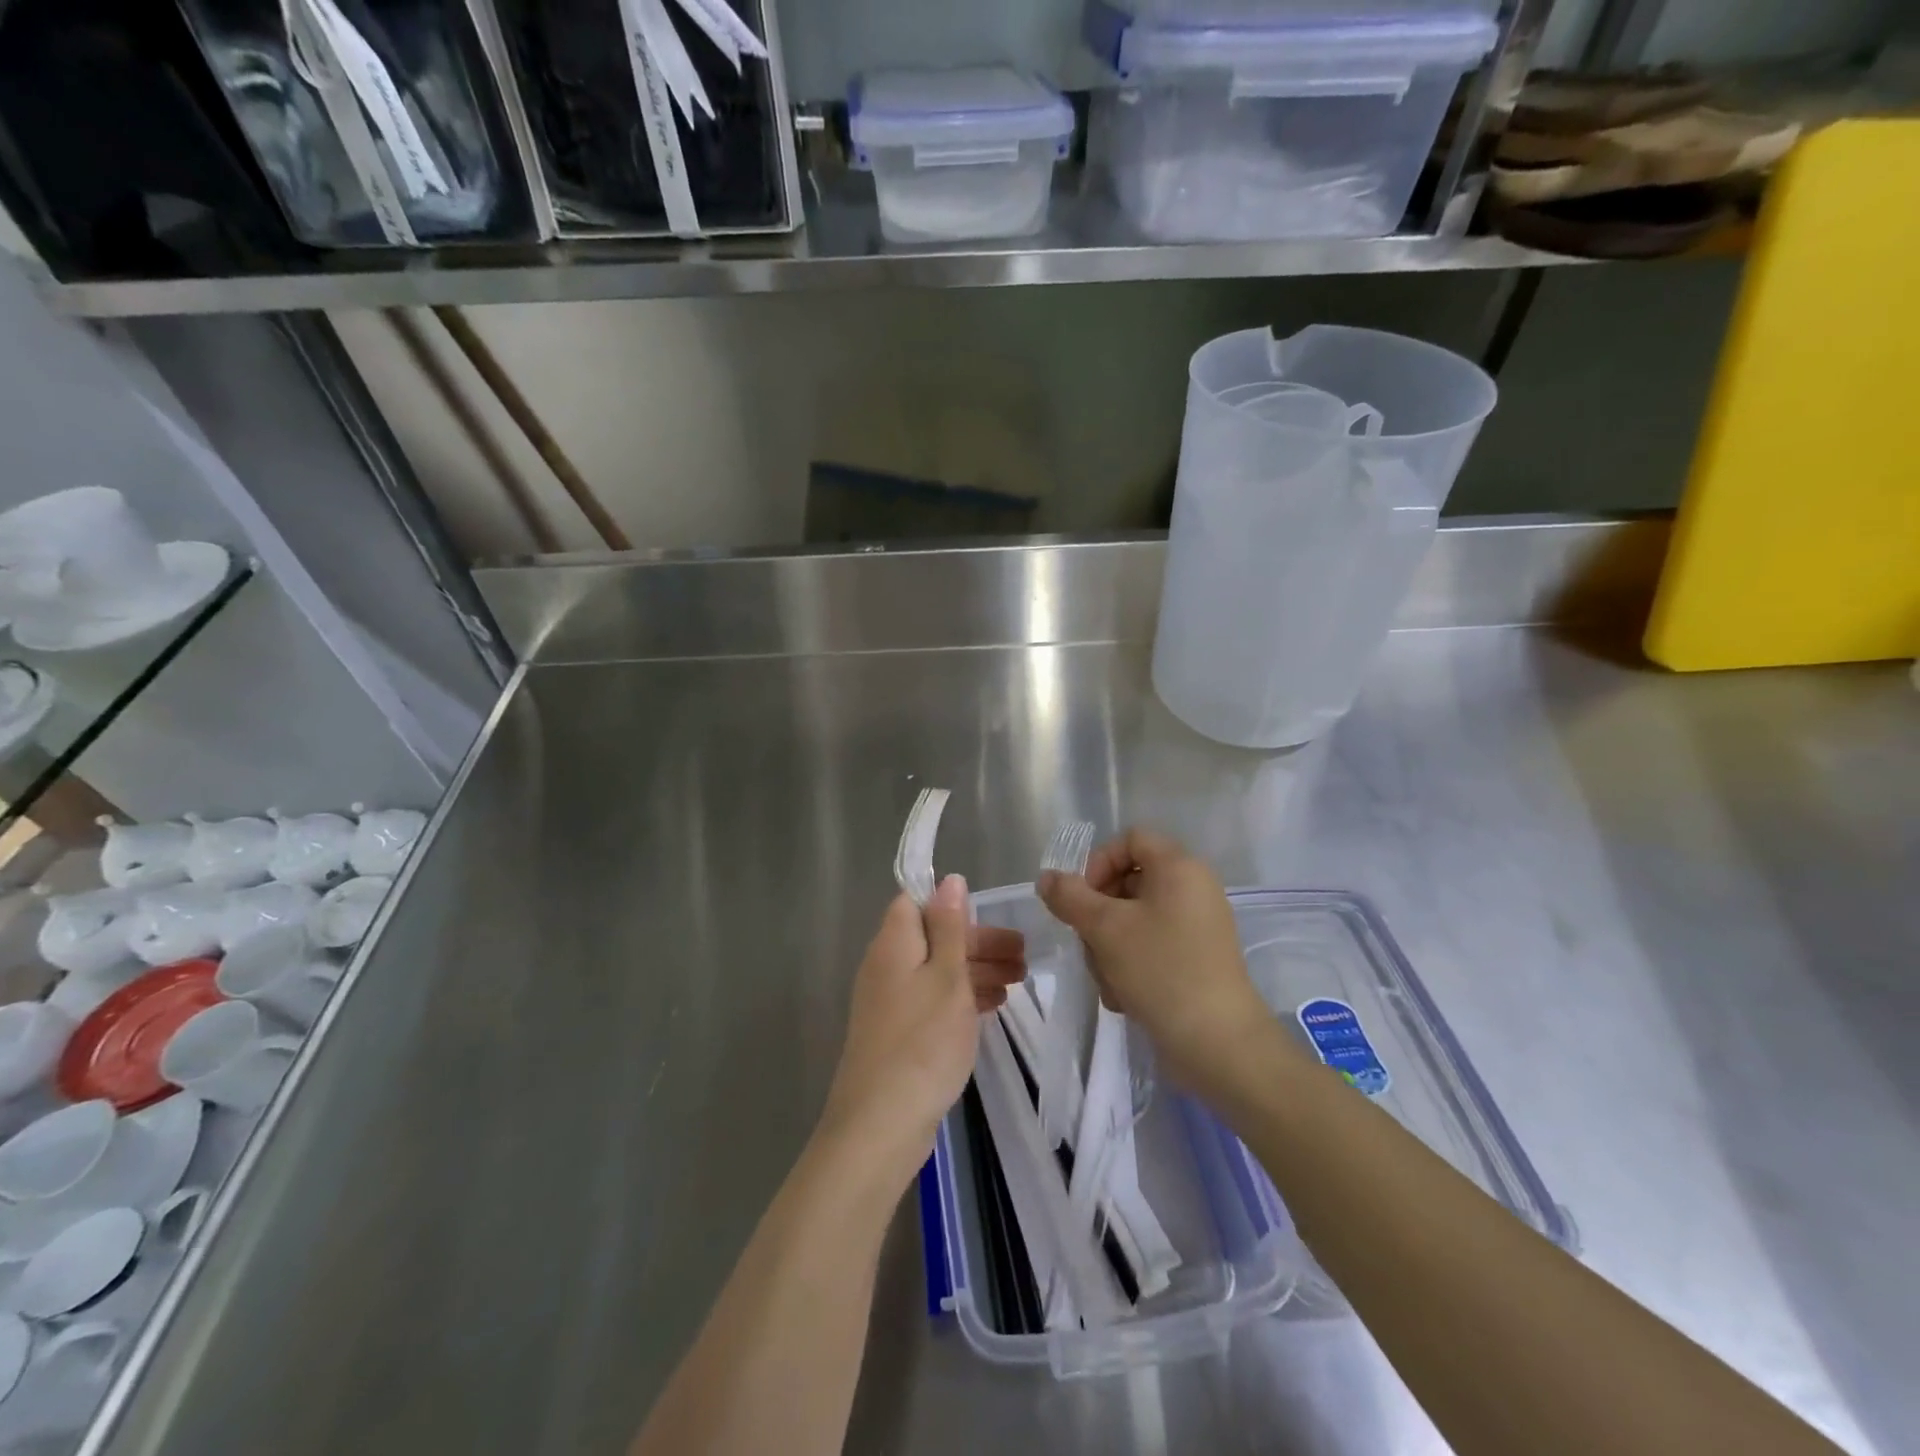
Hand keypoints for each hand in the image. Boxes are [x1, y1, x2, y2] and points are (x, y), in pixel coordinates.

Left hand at [818, 876, 1024, 1187]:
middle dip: (978, 942)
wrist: (881, 1123)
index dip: (952, 904)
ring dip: (977, 971)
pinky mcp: (899, 1033)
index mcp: (894, 943)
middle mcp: (887, 966)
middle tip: (1023, 955)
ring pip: (938, 971)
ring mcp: (891, 1002)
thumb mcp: (947, 976)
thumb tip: (948, 879)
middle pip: (934, 937)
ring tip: (1020, 981)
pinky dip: (963, 998)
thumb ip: (950, 927)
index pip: (916, 902)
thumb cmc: (923, 1041)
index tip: (991, 915)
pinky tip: (993, 1006)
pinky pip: (935, 1000)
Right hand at [1038, 828, 1291, 1098]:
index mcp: (1179, 867)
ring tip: (1107, 980)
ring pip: (1135, 919)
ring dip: (1109, 946)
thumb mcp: (1104, 928)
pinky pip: (1153, 945)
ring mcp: (1198, 925)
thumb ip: (1070, 897)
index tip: (1082, 900)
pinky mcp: (1198, 958)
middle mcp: (1193, 888)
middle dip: (1099, 914)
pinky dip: (1131, 964)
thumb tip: (1047, 878)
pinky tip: (1123, 996)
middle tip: (1088, 944)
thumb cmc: (1160, 970)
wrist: (1219, 1043)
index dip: (1098, 862)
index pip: (1129, 840)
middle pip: (1128, 881)